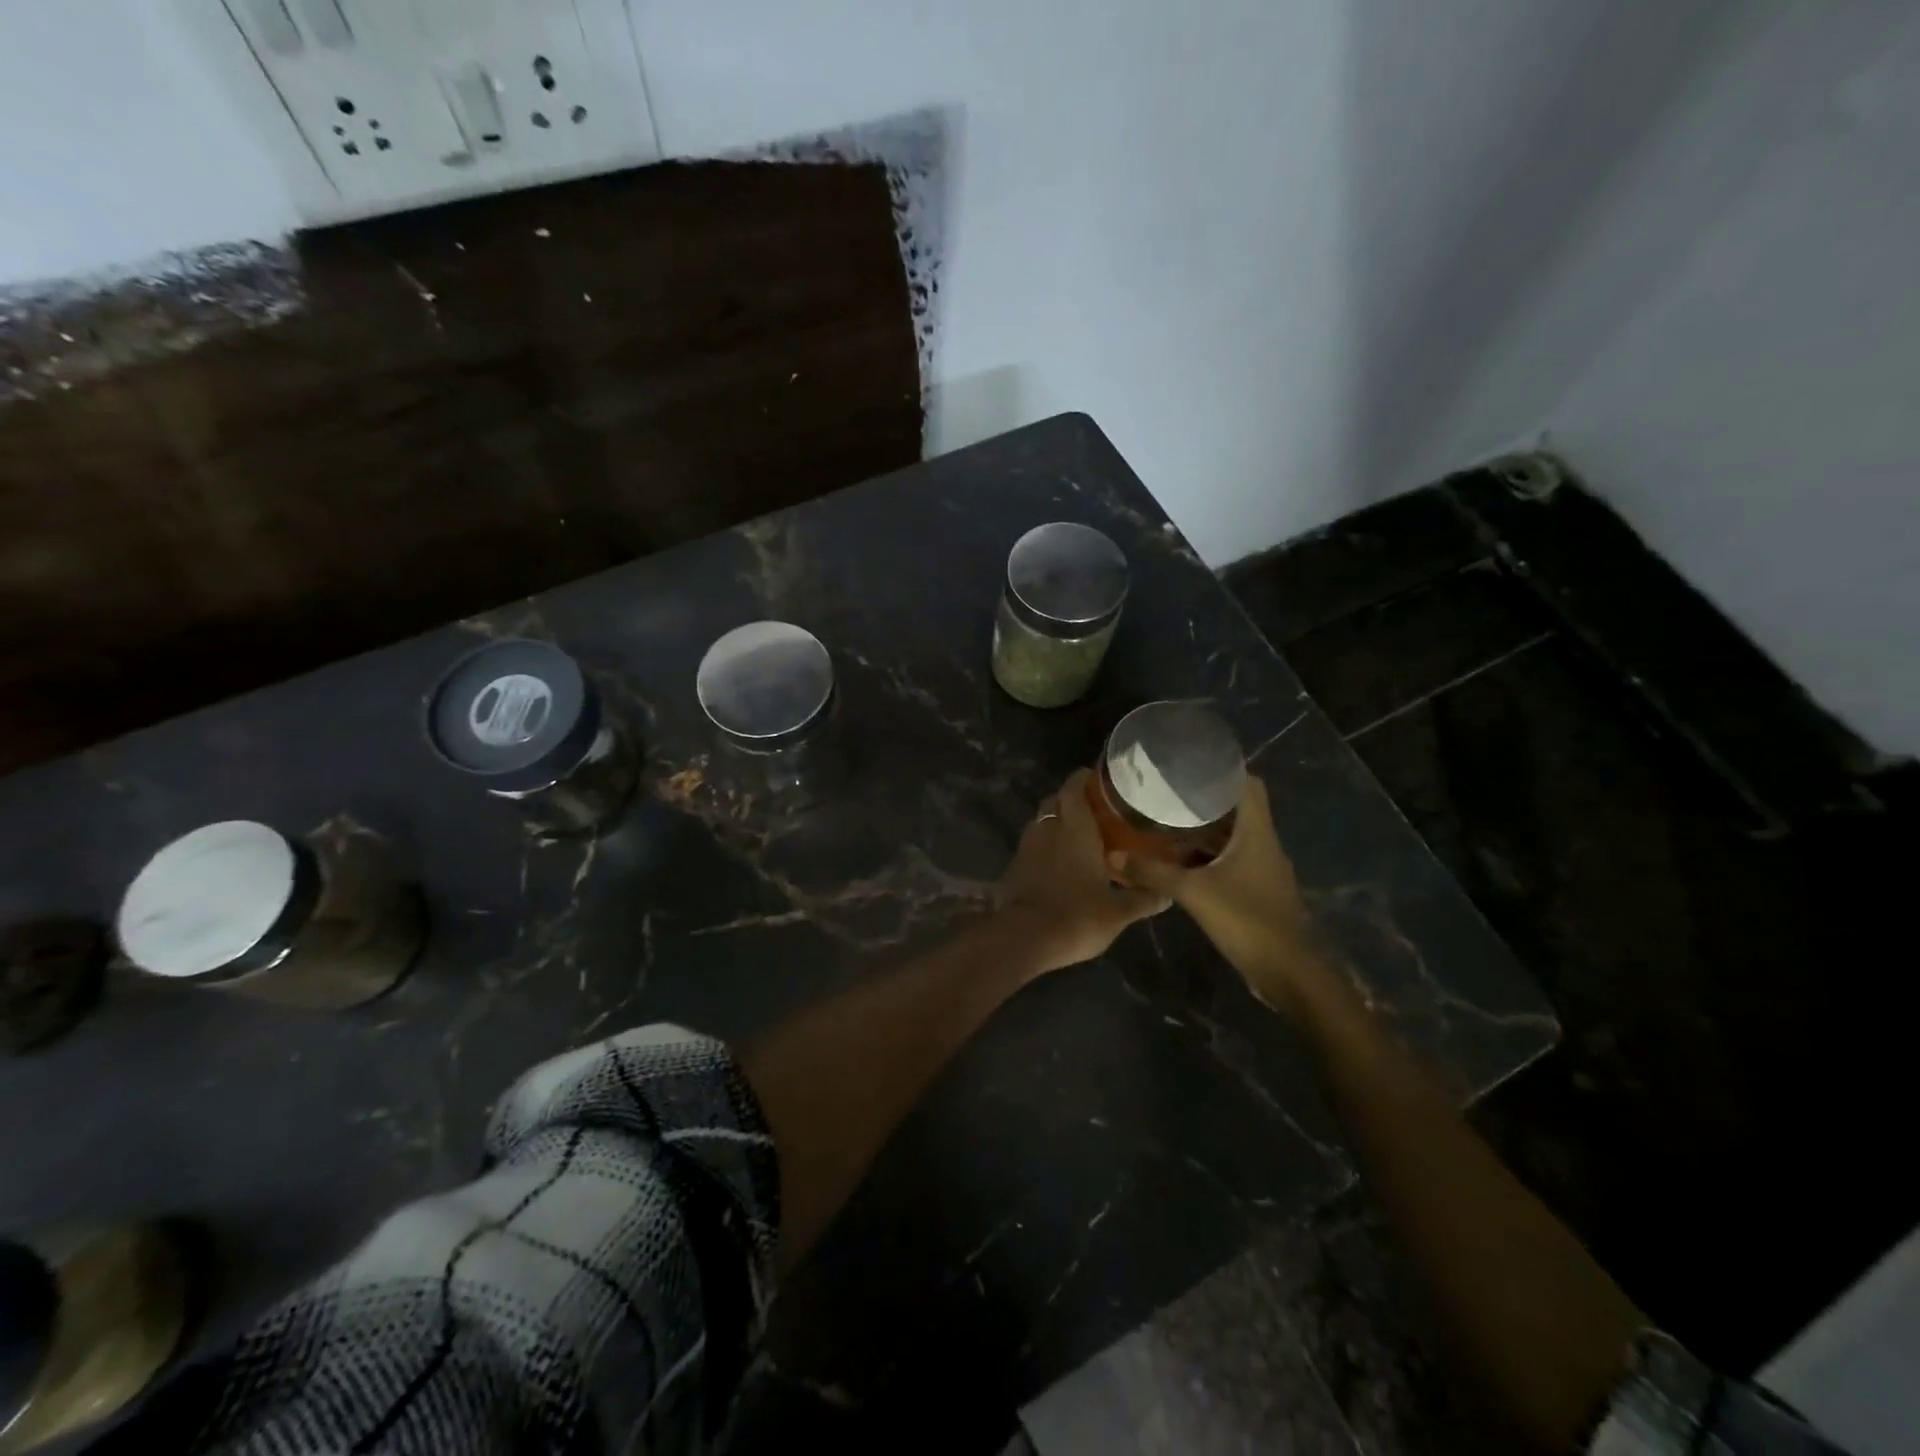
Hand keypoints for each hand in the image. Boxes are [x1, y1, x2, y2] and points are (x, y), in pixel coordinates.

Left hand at [996, 769, 1169, 973]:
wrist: (1025, 938)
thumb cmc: (1077, 915)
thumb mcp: (1118, 912)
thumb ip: (1142, 899)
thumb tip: (1167, 895)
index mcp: (1075, 828)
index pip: (1074, 787)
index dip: (1083, 778)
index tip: (1097, 778)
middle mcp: (1048, 828)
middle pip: (1055, 801)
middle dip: (1069, 800)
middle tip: (1092, 810)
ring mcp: (1027, 846)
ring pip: (1041, 822)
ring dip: (1055, 823)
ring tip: (1076, 836)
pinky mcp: (1014, 866)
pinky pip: (1032, 845)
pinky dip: (1044, 846)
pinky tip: (1058, 862)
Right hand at [1108, 777, 1314, 1006]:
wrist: (1287, 971)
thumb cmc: (1246, 919)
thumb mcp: (1193, 892)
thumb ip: (1153, 872)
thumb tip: (1114, 856)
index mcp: (1256, 832)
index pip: (1248, 784)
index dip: (1223, 771)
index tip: (1189, 767)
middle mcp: (1263, 843)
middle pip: (1238, 808)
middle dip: (1205, 800)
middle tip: (1167, 793)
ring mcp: (1263, 868)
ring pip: (1234, 835)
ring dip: (1206, 829)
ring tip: (1168, 821)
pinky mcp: (1257, 889)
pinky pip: (1232, 859)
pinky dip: (1209, 854)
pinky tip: (1182, 860)